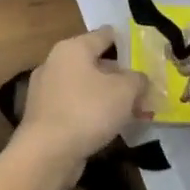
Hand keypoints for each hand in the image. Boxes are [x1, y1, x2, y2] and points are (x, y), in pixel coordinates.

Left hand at [14, 27, 147, 171]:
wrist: (46, 154)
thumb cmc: (87, 111)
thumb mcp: (125, 91)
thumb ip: (138, 79)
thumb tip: (138, 79)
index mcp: (73, 48)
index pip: (106, 35)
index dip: (128, 42)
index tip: (146, 54)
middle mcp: (55, 63)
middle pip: (95, 62)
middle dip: (120, 76)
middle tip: (143, 89)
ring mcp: (45, 90)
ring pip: (85, 86)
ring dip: (107, 96)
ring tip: (131, 111)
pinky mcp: (43, 115)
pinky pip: (75, 106)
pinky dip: (92, 112)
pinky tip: (109, 126)